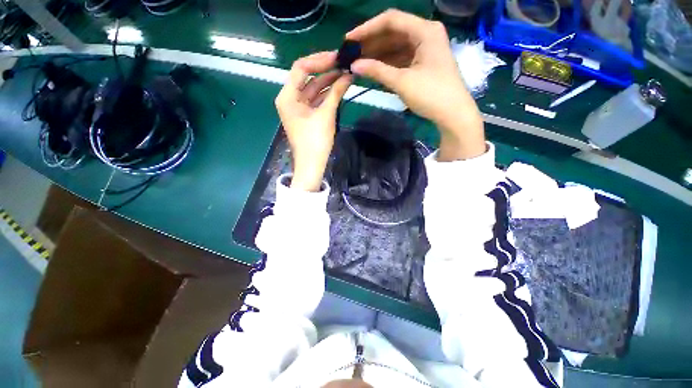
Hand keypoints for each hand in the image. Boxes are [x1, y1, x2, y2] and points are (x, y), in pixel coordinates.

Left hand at [275, 52, 351, 190]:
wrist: (311, 165)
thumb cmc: (315, 142)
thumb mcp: (326, 115)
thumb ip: (336, 93)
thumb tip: (348, 75)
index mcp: (287, 96)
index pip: (301, 67)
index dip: (320, 60)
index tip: (338, 57)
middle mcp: (290, 98)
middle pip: (307, 77)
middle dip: (326, 70)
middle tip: (345, 64)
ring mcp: (298, 107)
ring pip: (314, 88)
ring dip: (329, 82)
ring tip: (347, 74)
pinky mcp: (306, 115)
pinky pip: (316, 99)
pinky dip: (328, 94)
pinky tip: (340, 88)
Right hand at [346, 9, 485, 160]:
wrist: (453, 114)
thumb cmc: (431, 95)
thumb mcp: (402, 82)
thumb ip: (377, 71)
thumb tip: (354, 65)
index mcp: (425, 31)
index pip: (390, 20)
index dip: (367, 29)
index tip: (349, 40)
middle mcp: (425, 34)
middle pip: (393, 32)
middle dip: (371, 43)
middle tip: (351, 54)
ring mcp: (425, 49)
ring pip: (396, 46)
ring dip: (378, 54)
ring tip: (358, 63)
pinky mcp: (423, 62)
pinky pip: (401, 58)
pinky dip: (387, 63)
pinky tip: (373, 69)